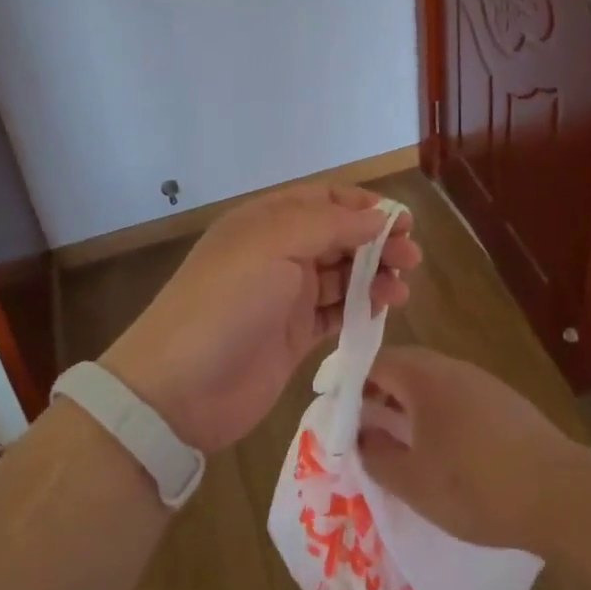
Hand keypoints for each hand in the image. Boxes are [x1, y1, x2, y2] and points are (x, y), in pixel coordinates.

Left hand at [101, 184, 421, 452]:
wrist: (179, 389)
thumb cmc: (227, 302)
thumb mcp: (274, 245)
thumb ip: (330, 225)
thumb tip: (377, 218)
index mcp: (267, 222)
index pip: (324, 200)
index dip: (363, 207)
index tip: (401, 221)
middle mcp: (278, 253)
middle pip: (338, 237)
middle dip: (376, 242)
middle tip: (412, 258)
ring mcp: (286, 296)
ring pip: (341, 276)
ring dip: (374, 276)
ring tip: (402, 288)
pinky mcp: (293, 336)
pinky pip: (335, 313)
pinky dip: (361, 308)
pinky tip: (384, 309)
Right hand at [356, 346, 583, 553]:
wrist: (559, 492)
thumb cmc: (475, 485)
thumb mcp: (413, 481)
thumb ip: (377, 456)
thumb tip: (358, 437)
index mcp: (423, 377)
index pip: (376, 362)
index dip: (350, 382)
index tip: (335, 409)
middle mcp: (451, 368)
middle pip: (404, 368)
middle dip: (378, 393)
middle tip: (360, 425)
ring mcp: (481, 382)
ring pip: (432, 383)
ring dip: (408, 405)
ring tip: (394, 441)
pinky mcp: (504, 403)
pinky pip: (456, 397)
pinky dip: (436, 414)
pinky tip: (439, 449)